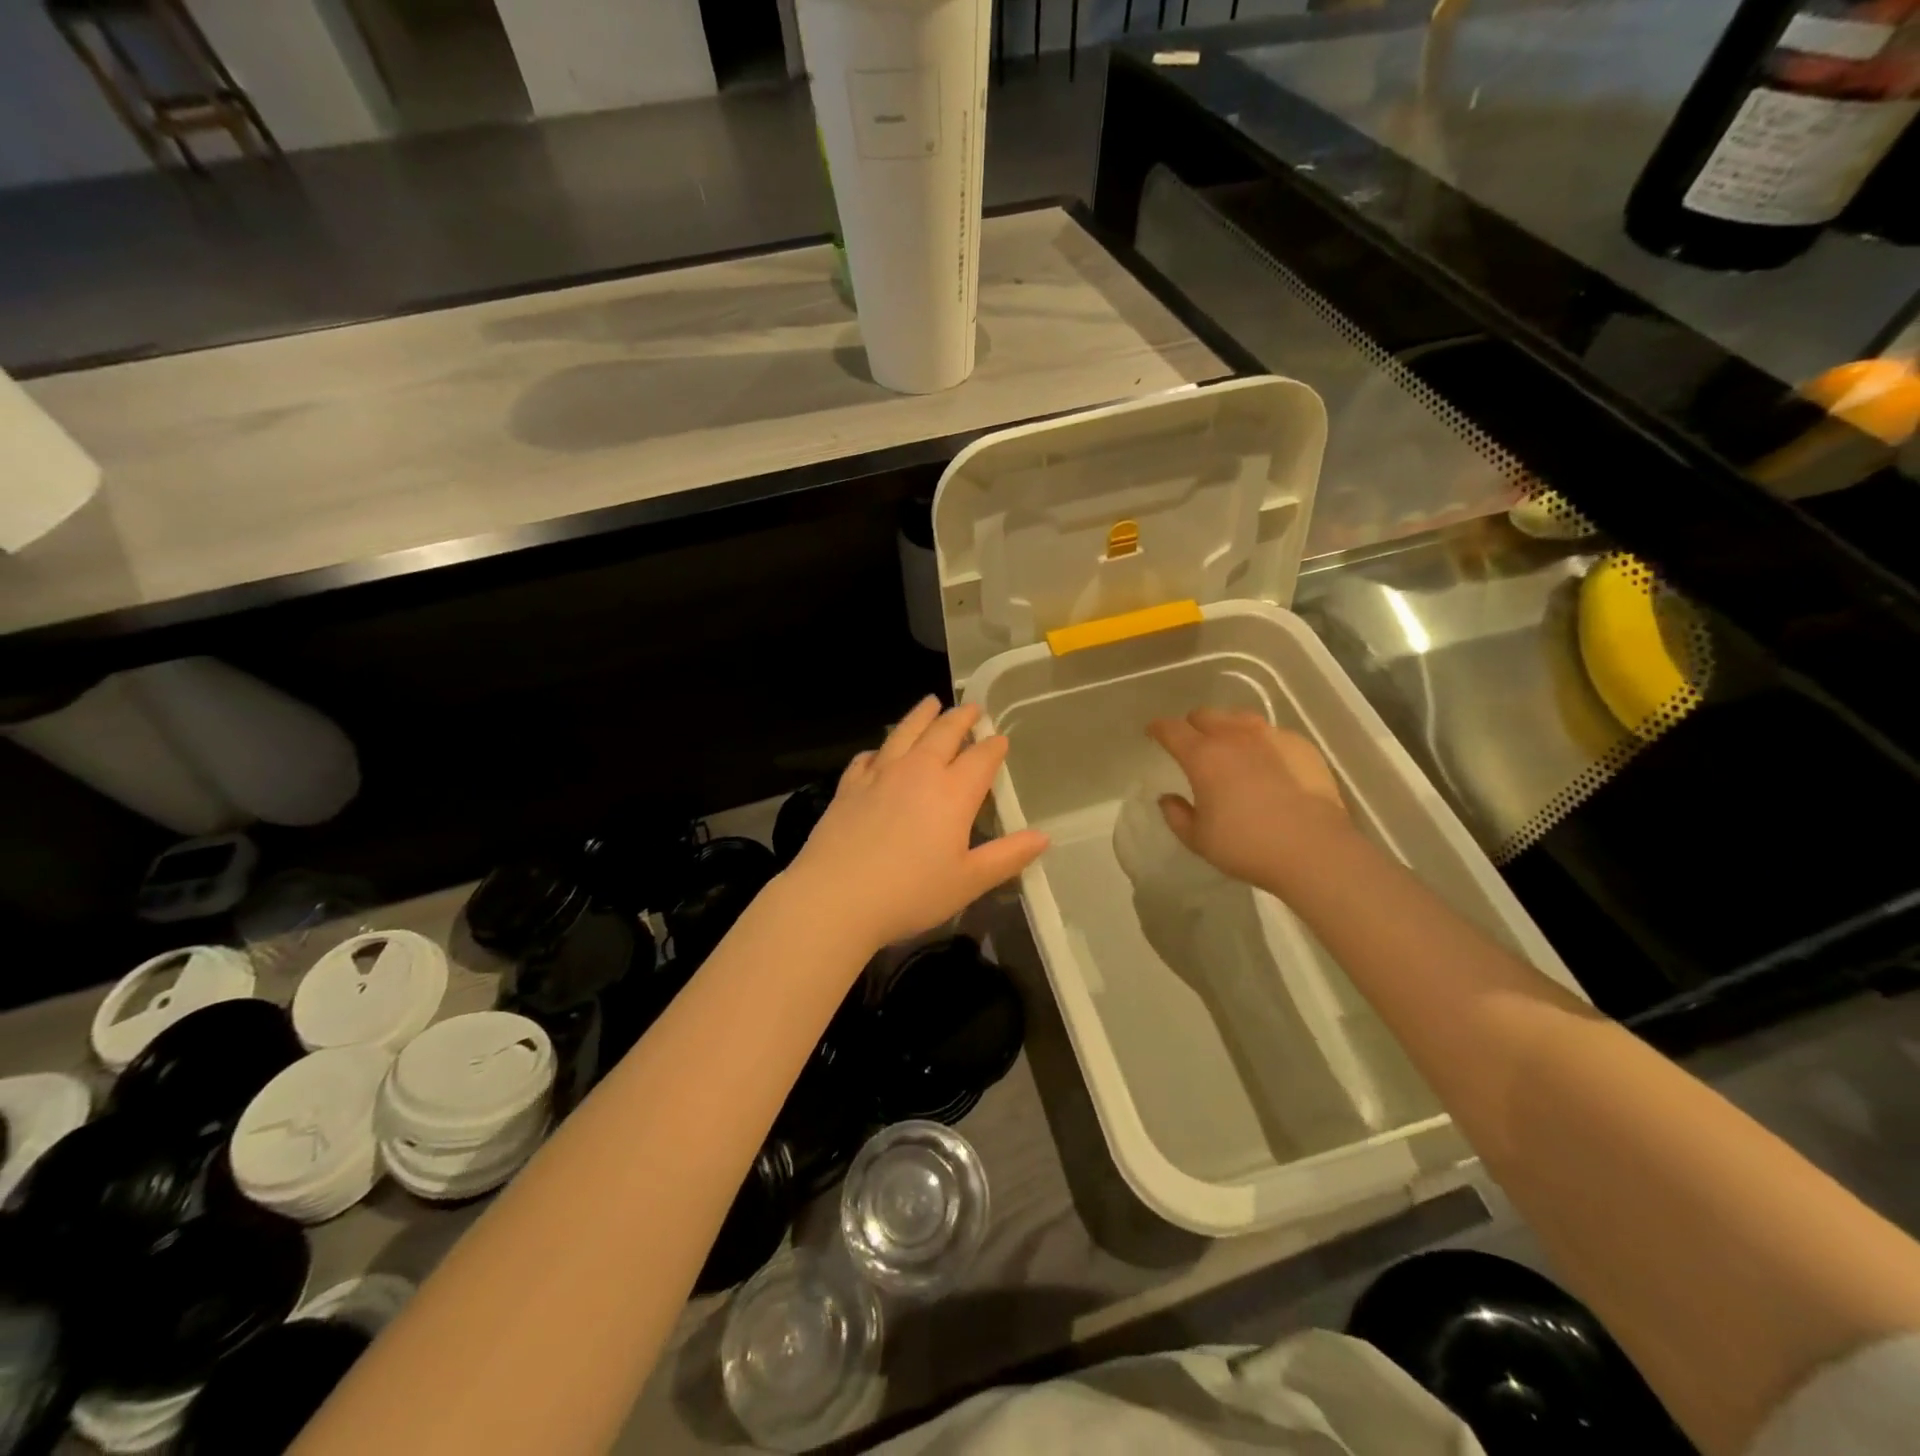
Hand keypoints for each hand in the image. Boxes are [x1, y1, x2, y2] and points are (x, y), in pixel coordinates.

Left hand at [787, 697, 1048, 952]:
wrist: (836, 897)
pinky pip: (868, 757)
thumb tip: (1043, 837)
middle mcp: (918, 772)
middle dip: (961, 718)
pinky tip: (879, 753)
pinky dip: (879, 750)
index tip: (1000, 739)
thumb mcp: (968, 881)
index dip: (994, 746)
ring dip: (921, 716)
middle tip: (971, 708)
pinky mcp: (849, 786)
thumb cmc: (910, 893)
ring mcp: (879, 775)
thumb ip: (1007, 856)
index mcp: (953, 793)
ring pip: (905, 733)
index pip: (981, 758)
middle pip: (943, 733)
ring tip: (930, 703)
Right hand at [1145, 709, 1350, 892]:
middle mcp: (1235, 736)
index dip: (1158, 728)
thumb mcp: (1198, 839)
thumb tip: (1167, 798)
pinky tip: (1267, 762)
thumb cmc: (1247, 846)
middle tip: (1192, 742)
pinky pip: (1273, 734)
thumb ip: (1176, 815)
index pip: (1171, 729)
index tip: (1153, 733)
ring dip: (1228, 727)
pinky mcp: (1301, 746)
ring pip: (1240, 718)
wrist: (1314, 850)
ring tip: (1230, 746)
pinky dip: (1261, 742)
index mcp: (1203, 756)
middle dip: (1193, 724)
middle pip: (1206, 715)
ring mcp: (1271, 737)